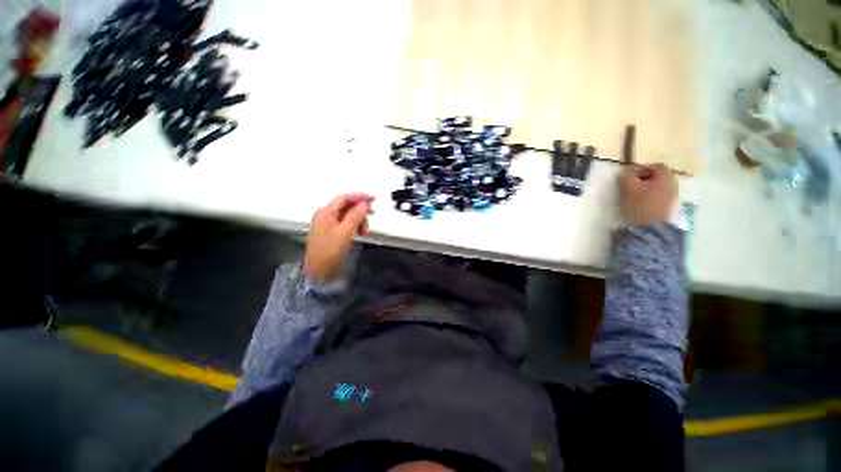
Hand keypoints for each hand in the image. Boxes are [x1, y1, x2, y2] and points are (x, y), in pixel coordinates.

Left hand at [303, 193, 374, 281]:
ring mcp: (328, 223)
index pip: (344, 198)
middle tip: (373, 214)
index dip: (359, 197)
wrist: (318, 270)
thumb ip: (355, 216)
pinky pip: (346, 223)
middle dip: (360, 210)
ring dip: (359, 220)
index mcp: (326, 212)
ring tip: (365, 231)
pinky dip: (354, 226)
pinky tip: (360, 233)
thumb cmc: (330, 250)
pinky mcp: (332, 231)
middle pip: (346, 206)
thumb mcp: (345, 232)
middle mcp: (326, 215)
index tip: (373, 199)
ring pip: (348, 215)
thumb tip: (364, 203)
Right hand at [619, 164, 677, 226]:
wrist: (651, 228)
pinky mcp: (671, 208)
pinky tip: (642, 205)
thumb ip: (626, 177)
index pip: (656, 166)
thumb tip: (625, 172)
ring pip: (659, 188)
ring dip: (648, 190)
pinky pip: (660, 198)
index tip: (630, 177)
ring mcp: (674, 197)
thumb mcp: (628, 188)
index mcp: (666, 176)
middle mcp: (673, 184)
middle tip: (632, 187)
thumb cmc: (640, 204)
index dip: (642, 169)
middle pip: (658, 177)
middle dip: (645, 180)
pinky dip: (652, 198)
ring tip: (635, 197)